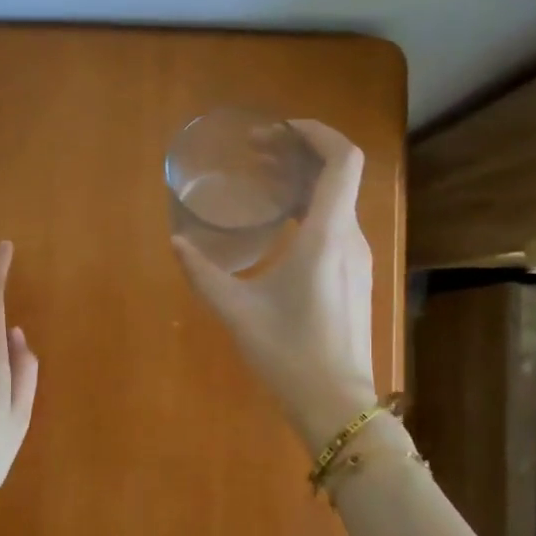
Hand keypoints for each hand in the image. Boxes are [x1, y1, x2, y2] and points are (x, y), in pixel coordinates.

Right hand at [173, 120, 377, 451]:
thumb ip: (204, 274)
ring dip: (308, 185)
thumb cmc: (289, 353)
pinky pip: (339, 228)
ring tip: (266, 187)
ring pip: (340, 203)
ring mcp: (358, 261)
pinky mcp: (355, 280)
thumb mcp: (238, 311)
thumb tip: (178, 244)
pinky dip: (313, 212)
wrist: (337, 405)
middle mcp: (351, 239)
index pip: (343, 160)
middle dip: (303, 155)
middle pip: (341, 176)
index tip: (281, 131)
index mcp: (328, 236)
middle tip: (260, 155)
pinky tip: (282, 231)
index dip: (318, 133)